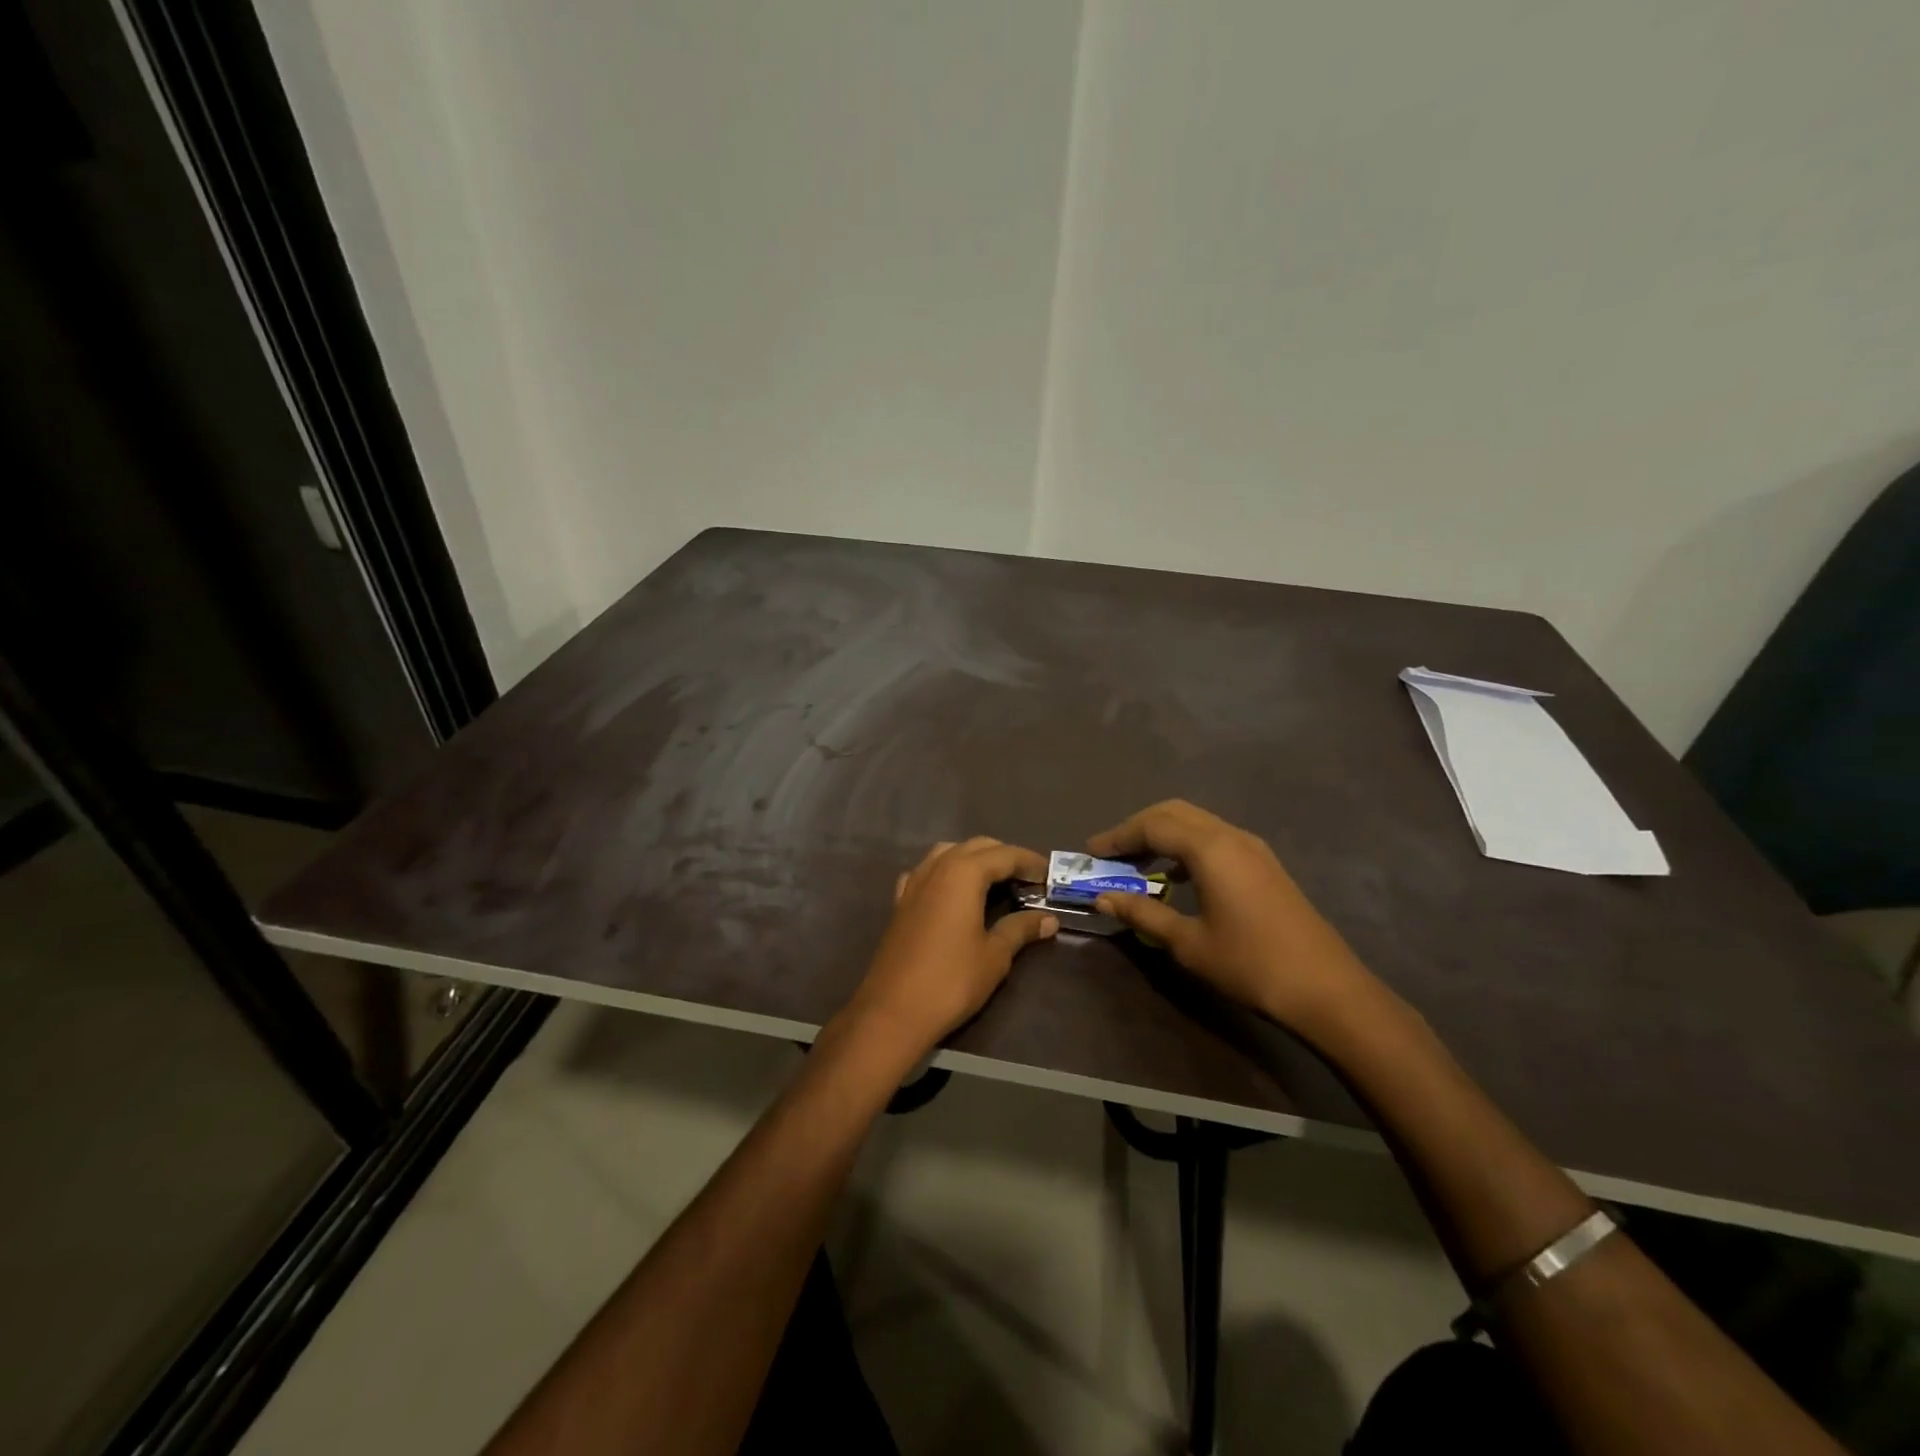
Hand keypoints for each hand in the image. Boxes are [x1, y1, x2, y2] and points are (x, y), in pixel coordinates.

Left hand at [839, 838, 1057, 1064]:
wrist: (893, 1010)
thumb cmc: (951, 981)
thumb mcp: (995, 955)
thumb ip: (1021, 929)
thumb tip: (1049, 919)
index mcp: (964, 873)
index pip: (1004, 855)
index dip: (1030, 862)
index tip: (1049, 875)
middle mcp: (937, 867)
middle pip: (976, 846)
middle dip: (1005, 856)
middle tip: (1028, 879)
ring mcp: (914, 882)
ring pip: (949, 852)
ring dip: (975, 859)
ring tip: (995, 881)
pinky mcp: (901, 901)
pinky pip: (927, 871)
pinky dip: (946, 871)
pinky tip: (953, 891)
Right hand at [1088, 800, 1375, 1031]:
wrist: (1327, 989)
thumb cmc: (1250, 965)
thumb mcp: (1187, 942)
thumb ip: (1143, 913)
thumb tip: (1104, 897)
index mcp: (1210, 849)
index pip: (1152, 826)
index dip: (1117, 837)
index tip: (1090, 853)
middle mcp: (1231, 836)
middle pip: (1174, 813)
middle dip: (1138, 828)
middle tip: (1111, 854)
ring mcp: (1253, 848)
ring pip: (1197, 823)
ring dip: (1163, 835)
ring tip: (1138, 865)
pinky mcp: (1265, 865)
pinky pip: (1215, 839)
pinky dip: (1186, 847)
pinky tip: (1177, 878)